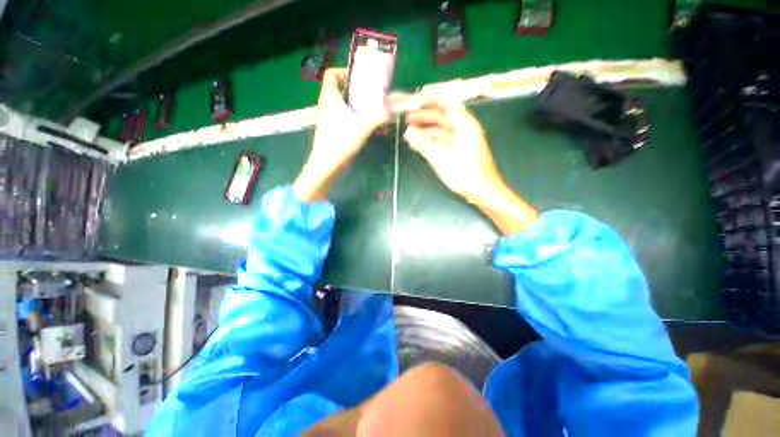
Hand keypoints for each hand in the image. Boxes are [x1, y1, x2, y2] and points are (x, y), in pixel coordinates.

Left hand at [293, 68, 390, 201]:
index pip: (331, 75)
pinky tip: (367, 126)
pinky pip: (344, 117)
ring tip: (373, 109)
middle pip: (340, 89)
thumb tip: (393, 108)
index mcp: (329, 99)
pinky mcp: (333, 130)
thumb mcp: (360, 129)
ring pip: (343, 104)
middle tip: (373, 94)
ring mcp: (329, 119)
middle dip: (356, 89)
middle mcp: (327, 106)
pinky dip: (355, 117)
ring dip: (357, 104)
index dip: (344, 71)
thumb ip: (377, 117)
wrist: (325, 167)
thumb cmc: (339, 144)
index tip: (360, 78)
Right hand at [404, 98, 537, 234]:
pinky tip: (422, 145)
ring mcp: (464, 141)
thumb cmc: (464, 173)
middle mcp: (465, 129)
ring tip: (410, 133)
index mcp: (464, 124)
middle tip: (407, 119)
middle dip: (424, 117)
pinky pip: (444, 141)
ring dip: (427, 131)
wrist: (483, 192)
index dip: (430, 100)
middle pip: (443, 117)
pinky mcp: (461, 152)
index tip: (414, 99)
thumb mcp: (441, 158)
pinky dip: (433, 141)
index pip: (446, 104)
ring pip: (443, 131)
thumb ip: (423, 144)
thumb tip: (408, 132)